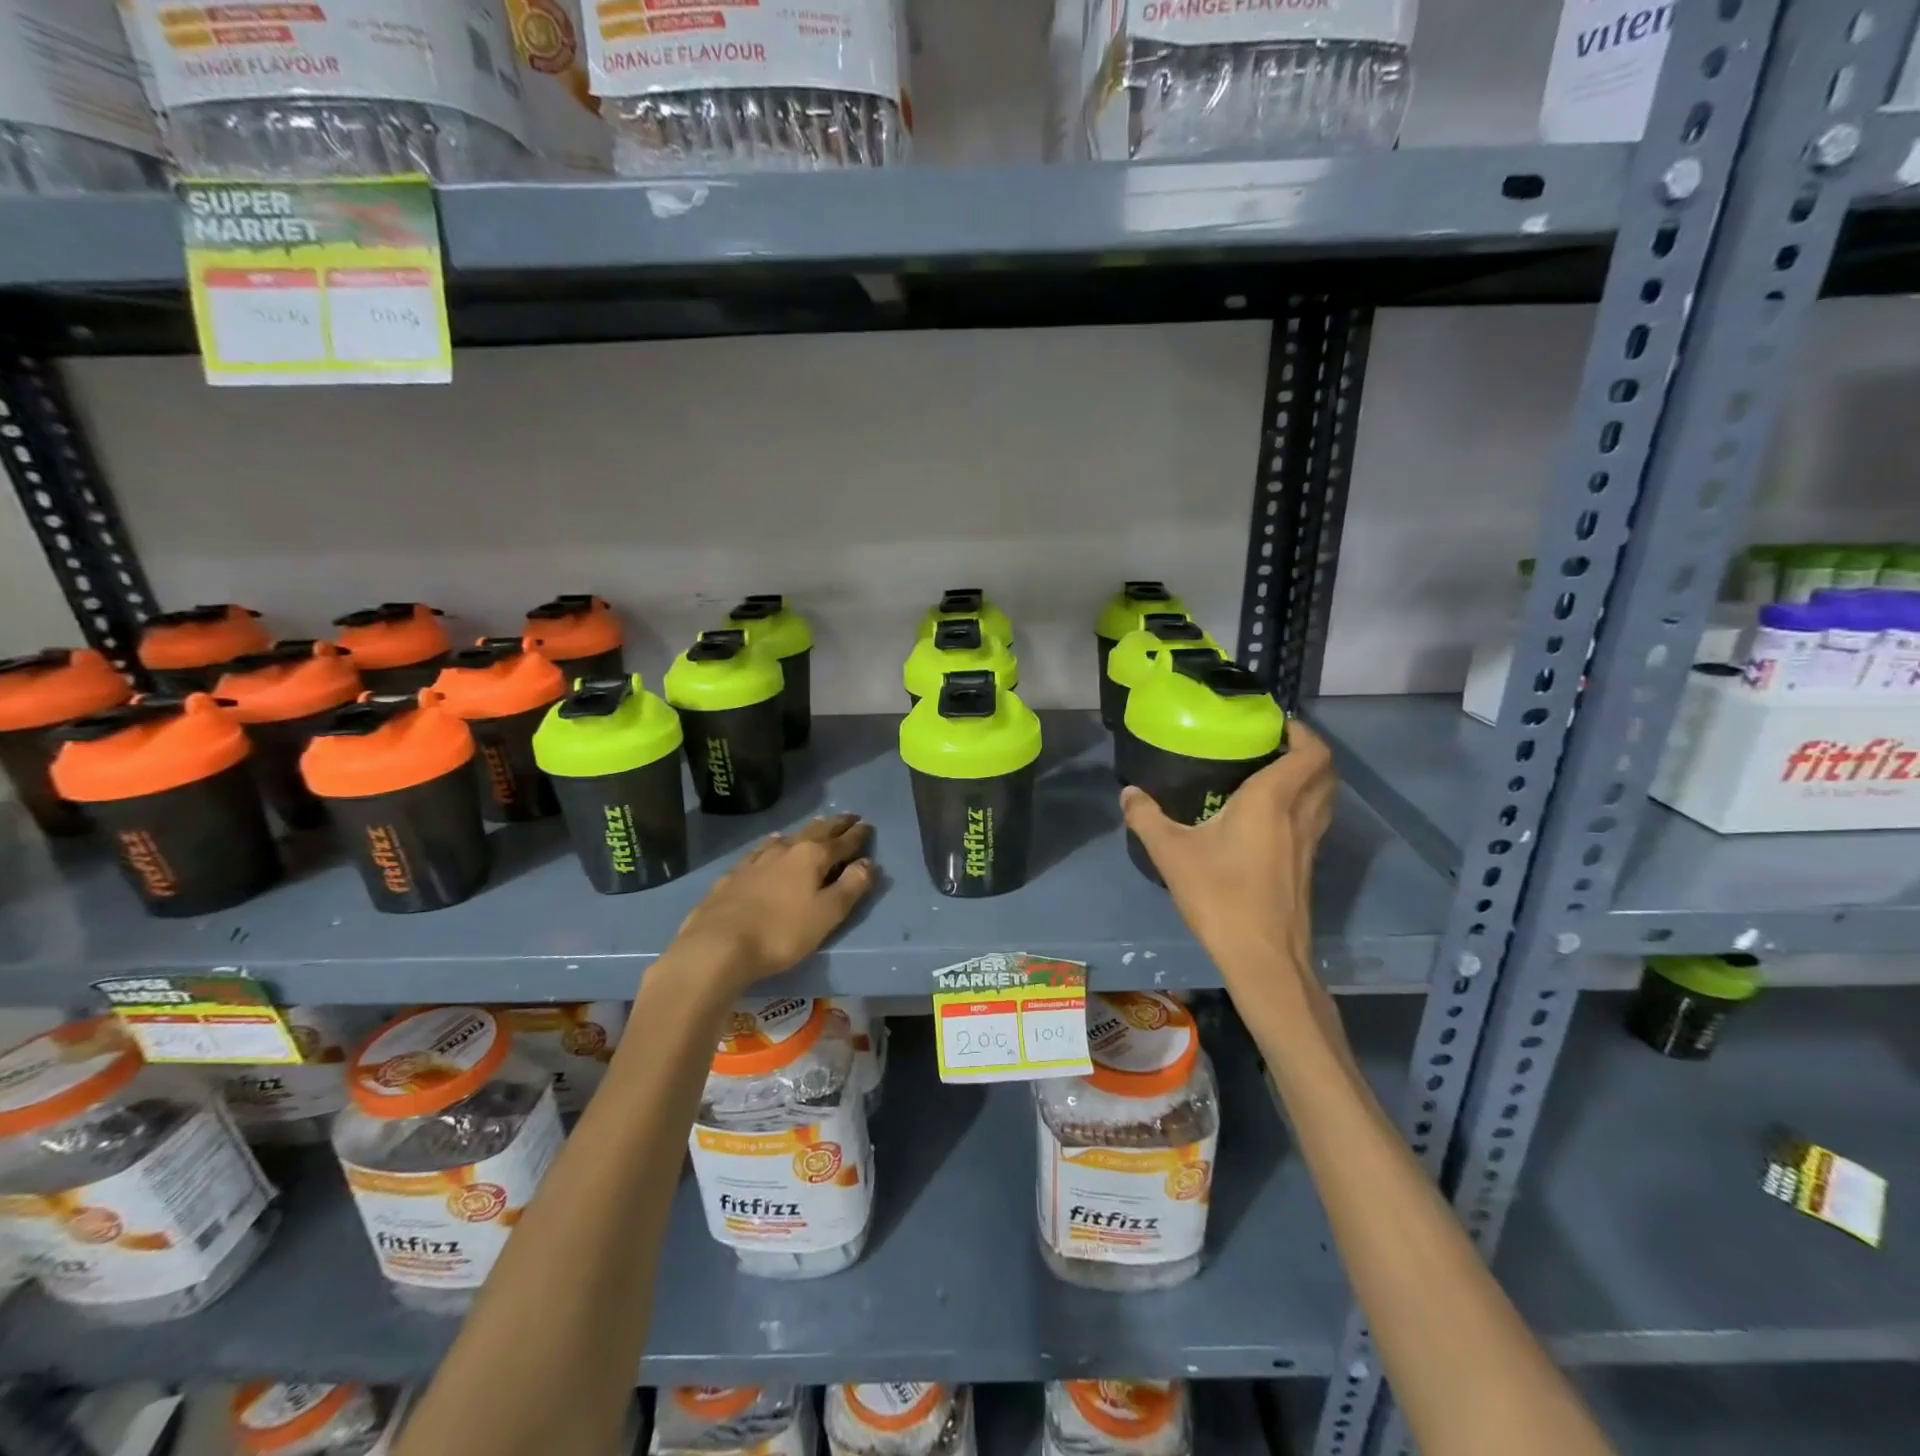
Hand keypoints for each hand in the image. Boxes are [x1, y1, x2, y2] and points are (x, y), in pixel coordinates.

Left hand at [670, 814, 875, 991]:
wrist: (717, 945)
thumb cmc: (781, 932)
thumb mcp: (827, 914)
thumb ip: (851, 887)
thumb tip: (868, 862)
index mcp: (812, 856)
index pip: (842, 841)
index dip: (857, 835)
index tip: (868, 825)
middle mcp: (785, 849)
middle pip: (816, 831)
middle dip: (835, 824)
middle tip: (848, 817)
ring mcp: (756, 859)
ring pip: (787, 837)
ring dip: (806, 831)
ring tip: (815, 826)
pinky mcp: (733, 873)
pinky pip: (761, 849)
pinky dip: (774, 843)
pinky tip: (771, 845)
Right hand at [1121, 720, 1334, 971]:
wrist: (1262, 957)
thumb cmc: (1220, 896)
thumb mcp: (1171, 853)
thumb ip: (1146, 817)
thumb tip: (1128, 792)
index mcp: (1272, 800)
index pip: (1311, 753)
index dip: (1302, 731)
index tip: (1275, 723)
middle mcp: (1299, 815)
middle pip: (1325, 772)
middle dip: (1307, 751)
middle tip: (1272, 746)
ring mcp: (1309, 844)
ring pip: (1325, 798)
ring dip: (1309, 779)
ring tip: (1272, 775)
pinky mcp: (1308, 868)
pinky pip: (1315, 821)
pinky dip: (1303, 806)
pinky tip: (1269, 820)